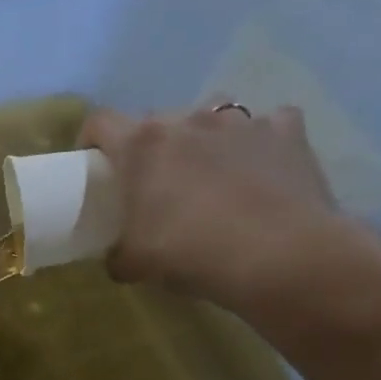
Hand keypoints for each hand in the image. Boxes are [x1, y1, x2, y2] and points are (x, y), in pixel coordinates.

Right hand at [81, 105, 345, 307]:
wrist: (280, 256)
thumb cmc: (191, 252)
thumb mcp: (134, 263)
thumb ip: (118, 253)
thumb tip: (119, 257)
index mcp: (141, 145)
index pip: (100, 122)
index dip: (92, 140)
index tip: (96, 165)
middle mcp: (188, 121)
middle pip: (156, 120)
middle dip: (152, 145)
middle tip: (156, 182)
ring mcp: (242, 121)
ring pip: (212, 116)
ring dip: (204, 137)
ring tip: (210, 172)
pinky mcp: (288, 131)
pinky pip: (268, 125)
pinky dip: (259, 142)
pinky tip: (261, 169)